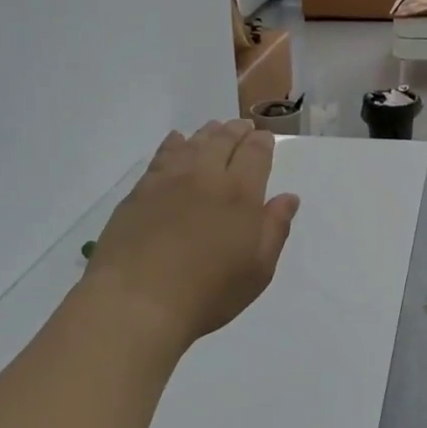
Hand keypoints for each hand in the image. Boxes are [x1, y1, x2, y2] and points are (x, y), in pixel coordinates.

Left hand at [85, 120, 299, 350]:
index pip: (255, 155)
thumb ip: (274, 229)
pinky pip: (162, 156)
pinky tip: (176, 140)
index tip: (264, 138)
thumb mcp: (257, 271)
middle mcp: (206, 177)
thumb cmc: (207, 293)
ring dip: (208, 133)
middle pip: (224, 141)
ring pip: (193, 144)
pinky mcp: (141, 191)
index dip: (262, 143)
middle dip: (237, 131)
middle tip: (243, 127)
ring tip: (215, 128)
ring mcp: (170, 180)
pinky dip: (173, 143)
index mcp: (240, 194)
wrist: (138, 300)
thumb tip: (288, 198)